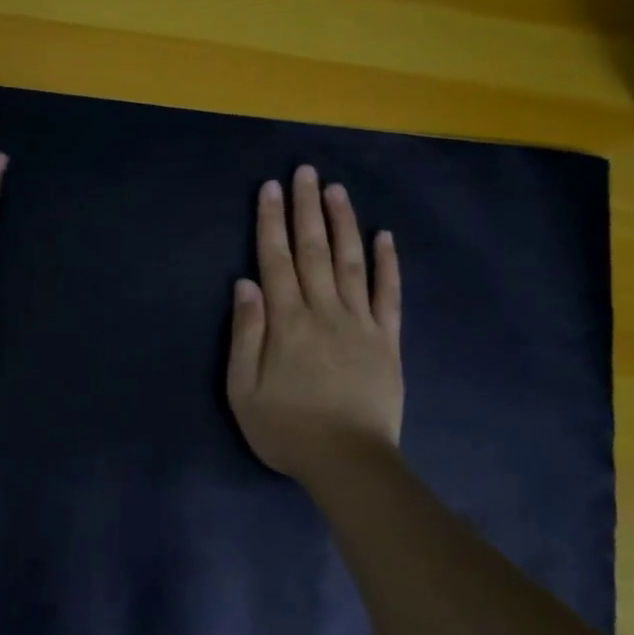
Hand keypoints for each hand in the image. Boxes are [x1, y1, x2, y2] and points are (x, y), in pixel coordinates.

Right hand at [227, 166, 402, 482]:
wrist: (349, 463)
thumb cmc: (288, 430)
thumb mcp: (244, 390)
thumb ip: (245, 334)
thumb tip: (245, 283)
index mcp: (287, 322)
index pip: (276, 260)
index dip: (272, 222)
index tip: (272, 187)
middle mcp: (324, 311)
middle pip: (314, 250)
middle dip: (307, 208)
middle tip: (307, 171)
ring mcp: (361, 323)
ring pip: (351, 262)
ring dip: (344, 224)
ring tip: (338, 190)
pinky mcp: (388, 340)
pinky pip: (389, 294)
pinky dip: (388, 264)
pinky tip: (385, 236)